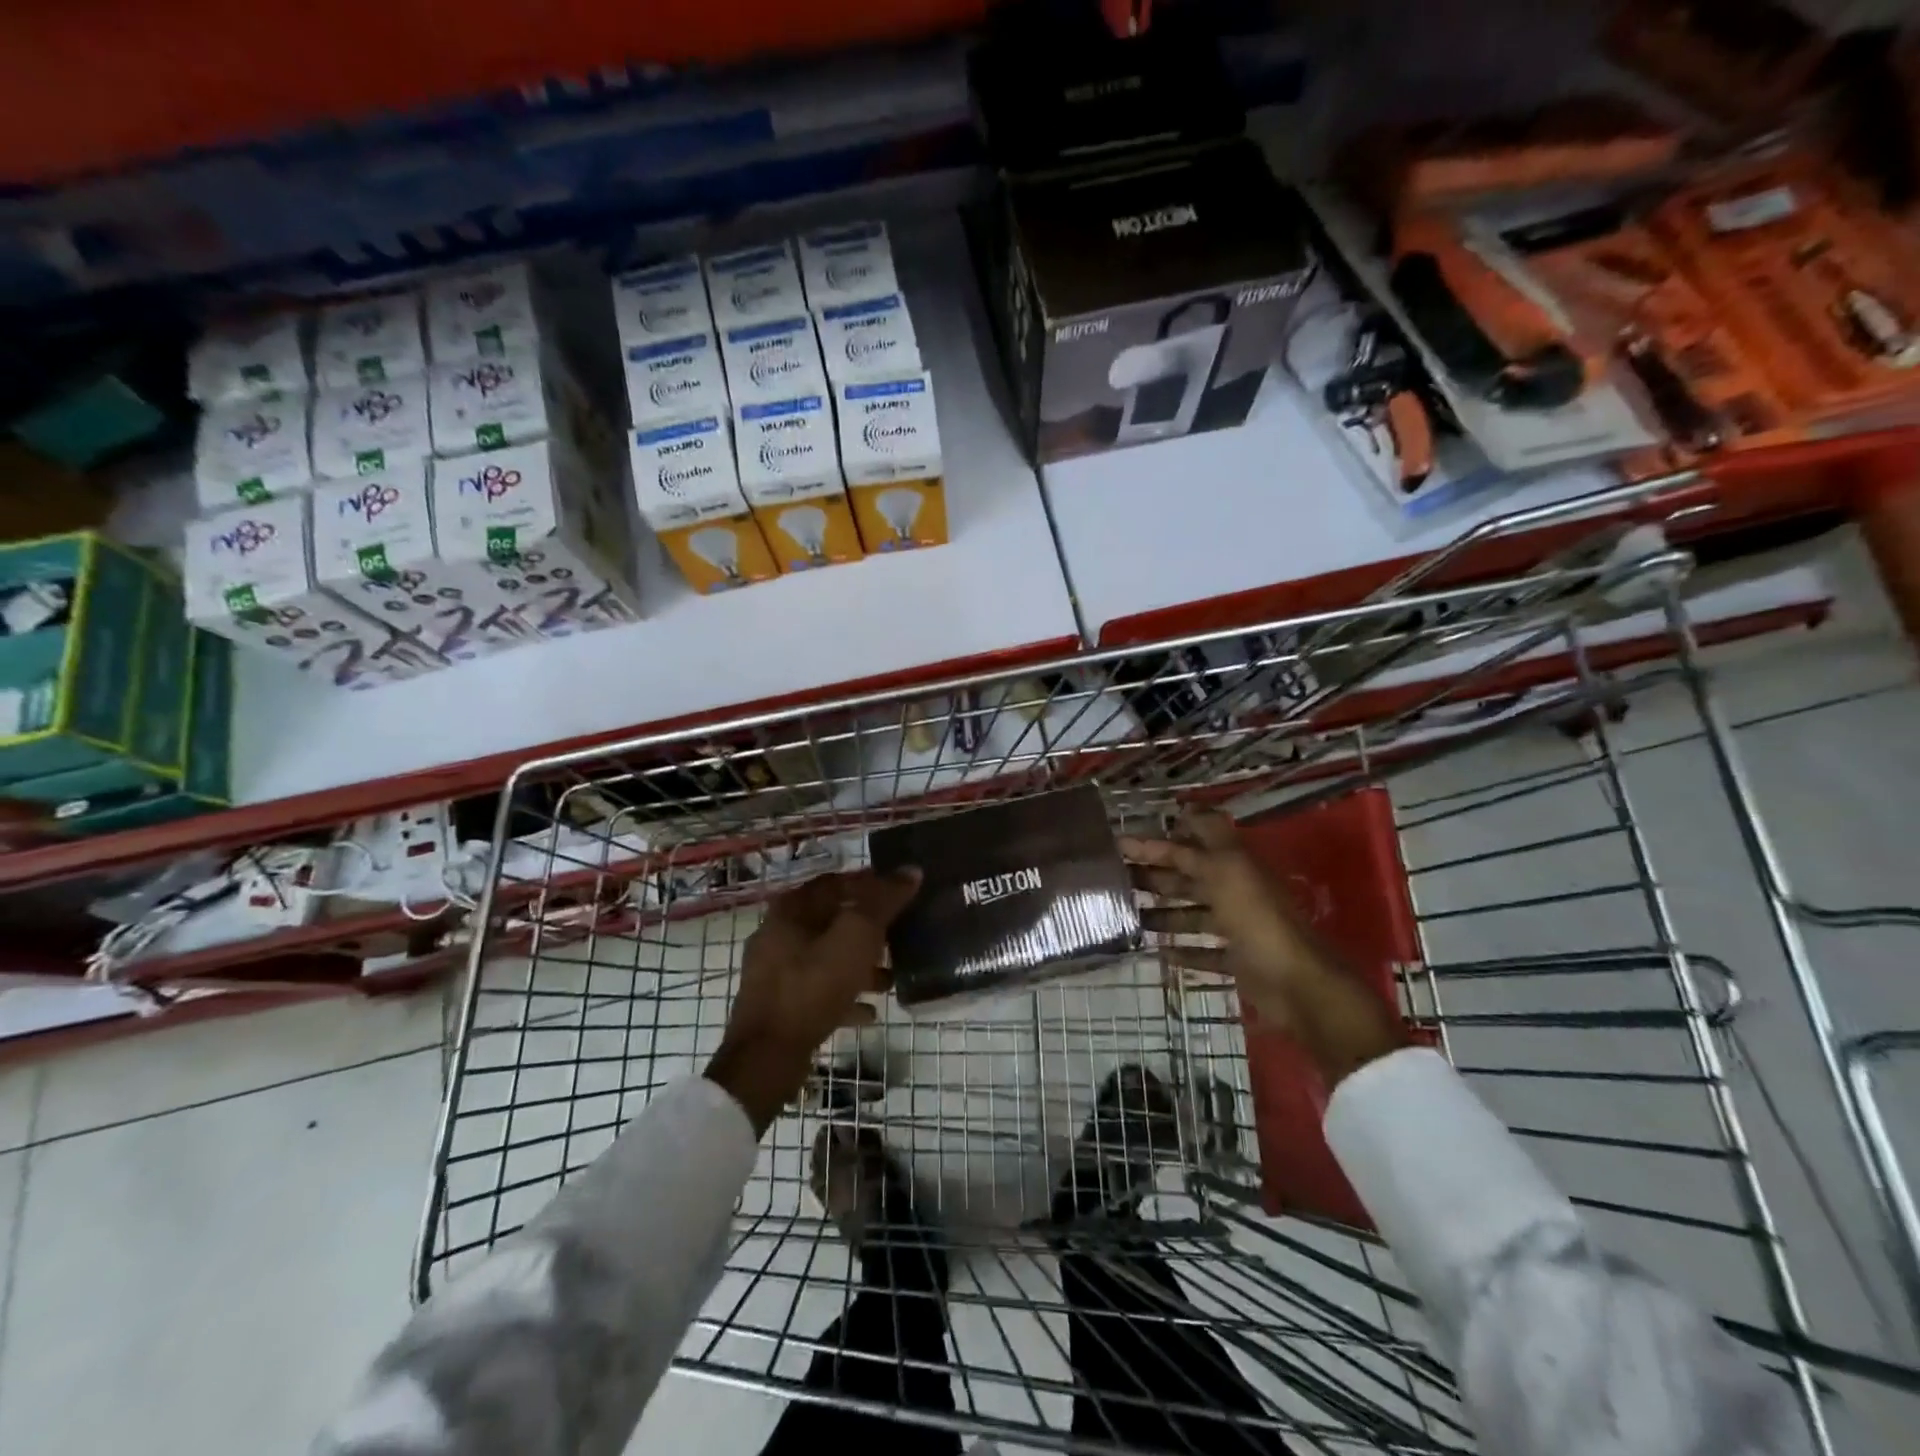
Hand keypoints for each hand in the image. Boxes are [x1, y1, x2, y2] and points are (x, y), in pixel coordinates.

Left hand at [705, 867, 920, 1132]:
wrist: (766, 1056)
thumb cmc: (812, 986)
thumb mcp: (856, 938)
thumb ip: (883, 902)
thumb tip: (911, 871)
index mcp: (792, 909)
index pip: (836, 882)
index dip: (869, 884)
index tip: (899, 893)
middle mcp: (779, 933)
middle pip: (831, 921)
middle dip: (867, 929)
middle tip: (899, 936)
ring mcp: (775, 972)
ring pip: (826, 957)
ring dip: (859, 965)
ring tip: (891, 978)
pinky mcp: (779, 1005)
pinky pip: (818, 991)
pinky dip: (844, 995)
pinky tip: (870, 1011)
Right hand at [1120, 812, 1318, 1024]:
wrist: (1296, 984)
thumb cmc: (1256, 920)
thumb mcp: (1223, 871)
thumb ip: (1194, 848)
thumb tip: (1180, 812)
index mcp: (1233, 864)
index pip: (1189, 843)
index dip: (1156, 841)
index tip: (1119, 843)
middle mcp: (1235, 891)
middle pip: (1189, 877)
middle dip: (1154, 876)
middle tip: (1115, 879)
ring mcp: (1238, 927)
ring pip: (1194, 914)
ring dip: (1163, 914)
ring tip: (1128, 917)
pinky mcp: (1239, 961)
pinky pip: (1206, 952)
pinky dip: (1184, 951)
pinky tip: (1159, 952)